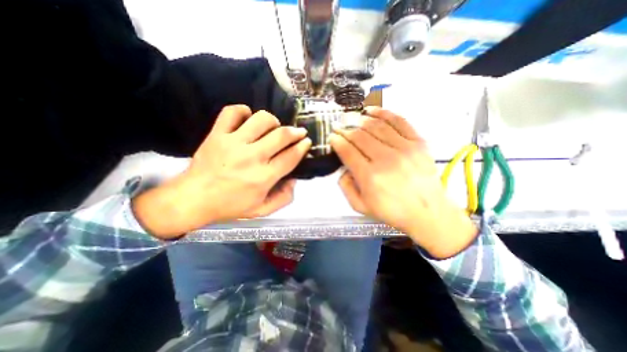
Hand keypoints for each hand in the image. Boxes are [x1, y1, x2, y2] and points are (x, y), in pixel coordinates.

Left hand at [134, 103, 309, 236]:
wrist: (192, 199)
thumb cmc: (230, 206)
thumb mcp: (262, 210)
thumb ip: (283, 198)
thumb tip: (294, 179)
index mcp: (263, 178)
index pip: (290, 157)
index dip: (302, 147)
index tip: (306, 141)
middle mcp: (251, 157)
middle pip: (281, 135)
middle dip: (295, 132)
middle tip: (298, 132)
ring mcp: (233, 143)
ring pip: (261, 119)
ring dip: (273, 121)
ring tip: (273, 128)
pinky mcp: (217, 134)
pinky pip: (232, 112)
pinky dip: (243, 111)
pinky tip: (248, 119)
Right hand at [329, 107, 477, 257]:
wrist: (428, 213)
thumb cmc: (392, 211)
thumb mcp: (360, 206)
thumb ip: (346, 187)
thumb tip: (343, 168)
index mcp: (370, 177)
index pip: (348, 151)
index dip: (337, 141)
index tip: (332, 137)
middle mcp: (386, 160)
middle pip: (359, 136)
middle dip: (345, 129)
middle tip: (338, 126)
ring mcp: (404, 149)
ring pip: (376, 126)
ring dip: (360, 120)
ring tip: (352, 119)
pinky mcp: (418, 143)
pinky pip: (399, 121)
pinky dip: (384, 113)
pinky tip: (372, 110)